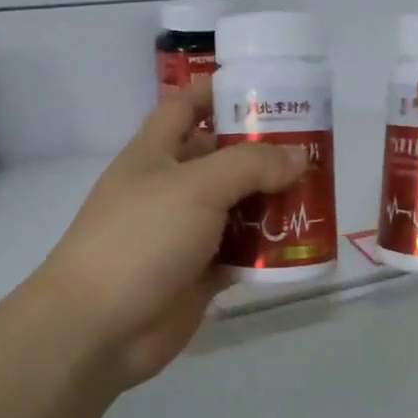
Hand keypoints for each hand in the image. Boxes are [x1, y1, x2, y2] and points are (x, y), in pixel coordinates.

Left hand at [28, 85, 307, 394]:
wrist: (98, 328)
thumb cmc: (140, 239)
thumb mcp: (195, 187)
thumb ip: (249, 165)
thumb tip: (297, 156)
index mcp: (155, 153)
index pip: (186, 107)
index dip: (219, 92)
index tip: (266, 89)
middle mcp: (170, 188)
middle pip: (222, 159)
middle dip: (263, 152)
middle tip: (315, 148)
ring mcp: (184, 234)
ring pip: (236, 208)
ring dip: (272, 203)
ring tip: (318, 195)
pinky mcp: (198, 274)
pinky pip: (241, 253)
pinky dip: (267, 249)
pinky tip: (301, 244)